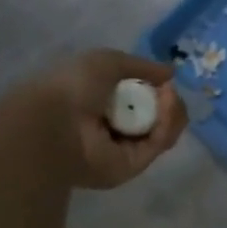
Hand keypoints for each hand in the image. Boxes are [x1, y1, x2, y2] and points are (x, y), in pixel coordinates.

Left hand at [25, 49, 187, 189]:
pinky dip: (167, 125)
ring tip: (168, 98)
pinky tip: (166, 108)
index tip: (164, 80)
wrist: (54, 123)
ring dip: (172, 111)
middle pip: (158, 114)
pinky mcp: (132, 165)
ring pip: (164, 129)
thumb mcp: (108, 61)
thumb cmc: (74, 86)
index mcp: (103, 101)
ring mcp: (124, 147)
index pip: (142, 97)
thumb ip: (142, 66)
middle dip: (169, 101)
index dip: (157, 88)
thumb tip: (171, 74)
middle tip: (167, 92)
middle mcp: (114, 125)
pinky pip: (159, 144)